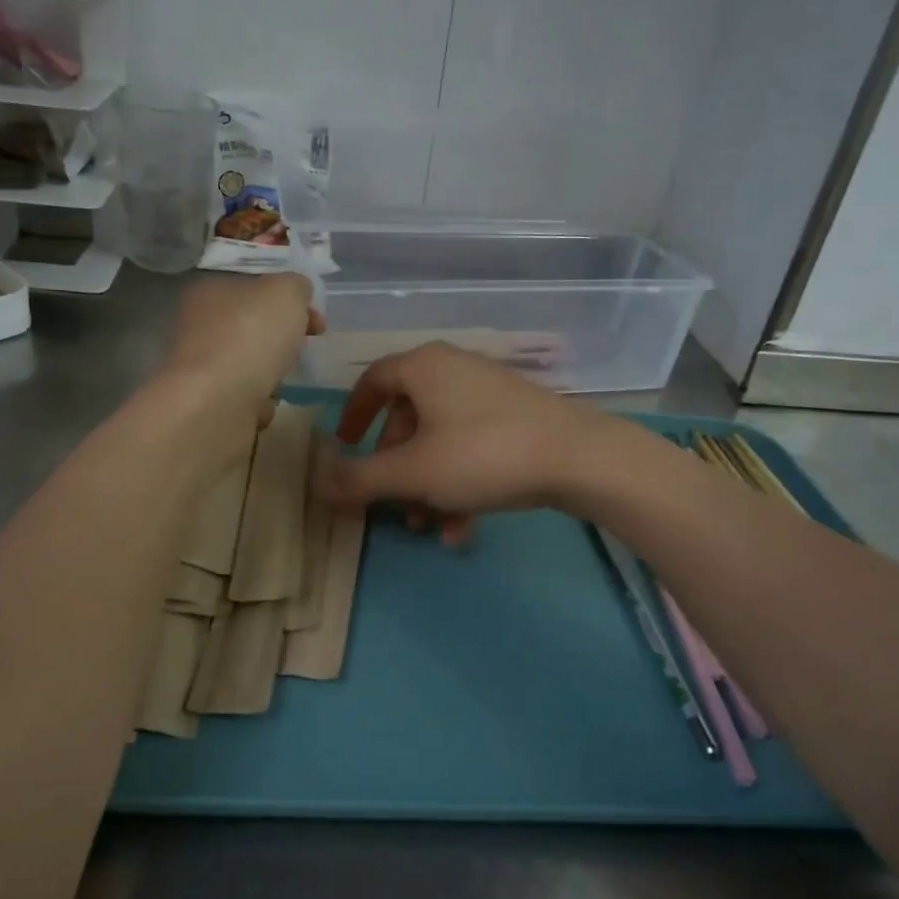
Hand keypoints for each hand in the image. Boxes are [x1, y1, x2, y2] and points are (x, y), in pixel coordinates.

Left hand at [159, 274, 322, 427]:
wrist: (216, 403)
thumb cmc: (250, 336)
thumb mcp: (286, 292)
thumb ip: (295, 286)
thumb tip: (296, 293)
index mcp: (210, 291)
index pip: (253, 287)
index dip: (288, 299)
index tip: (314, 318)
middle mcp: (199, 327)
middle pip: (252, 329)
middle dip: (281, 342)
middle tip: (301, 350)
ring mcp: (200, 368)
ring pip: (248, 367)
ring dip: (270, 377)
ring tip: (277, 384)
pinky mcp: (205, 404)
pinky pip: (243, 401)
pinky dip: (256, 405)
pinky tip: (260, 407)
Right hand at [319, 343, 617, 543]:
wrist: (579, 458)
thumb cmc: (482, 454)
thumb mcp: (413, 472)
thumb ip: (360, 479)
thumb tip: (318, 483)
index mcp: (424, 368)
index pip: (373, 380)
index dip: (353, 414)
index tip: (345, 446)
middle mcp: (454, 371)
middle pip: (408, 418)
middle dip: (396, 468)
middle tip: (393, 504)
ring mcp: (489, 395)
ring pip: (441, 441)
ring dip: (427, 486)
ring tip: (427, 527)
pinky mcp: (517, 419)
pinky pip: (472, 449)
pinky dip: (460, 485)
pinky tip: (462, 530)